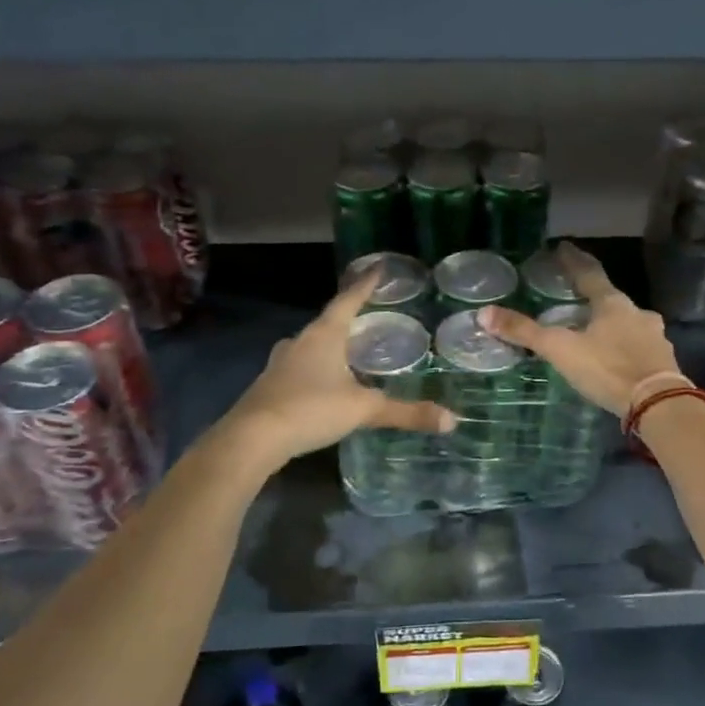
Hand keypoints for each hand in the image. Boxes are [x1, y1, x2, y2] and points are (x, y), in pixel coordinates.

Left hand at [220, 269, 454, 467]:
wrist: (253, 438)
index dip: (366, 285)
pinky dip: (317, 368)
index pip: (349, 300)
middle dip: (349, 317)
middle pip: (328, 321)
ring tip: (350, 350)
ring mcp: (280, 362)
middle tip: (371, 316)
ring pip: (311, 345)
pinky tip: (325, 383)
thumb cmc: (311, 409)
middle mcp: (300, 341)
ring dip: (331, 345)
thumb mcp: (364, 410)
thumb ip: (406, 413)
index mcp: (324, 335)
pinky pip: (300, 367)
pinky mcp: (269, 384)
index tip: (379, 267)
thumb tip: (451, 420)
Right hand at [479, 242, 679, 414]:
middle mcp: (637, 312)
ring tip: (593, 328)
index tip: (563, 247)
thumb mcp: (561, 350)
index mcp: (612, 303)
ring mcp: (654, 336)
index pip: (589, 273)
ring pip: (627, 321)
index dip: (573, 260)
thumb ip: (525, 332)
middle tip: (574, 294)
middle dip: (592, 295)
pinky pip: (638, 344)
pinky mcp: (662, 359)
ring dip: (611, 322)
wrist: (658, 404)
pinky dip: (624, 345)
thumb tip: (484, 313)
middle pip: (610, 298)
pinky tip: (616, 355)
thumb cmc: (608, 369)